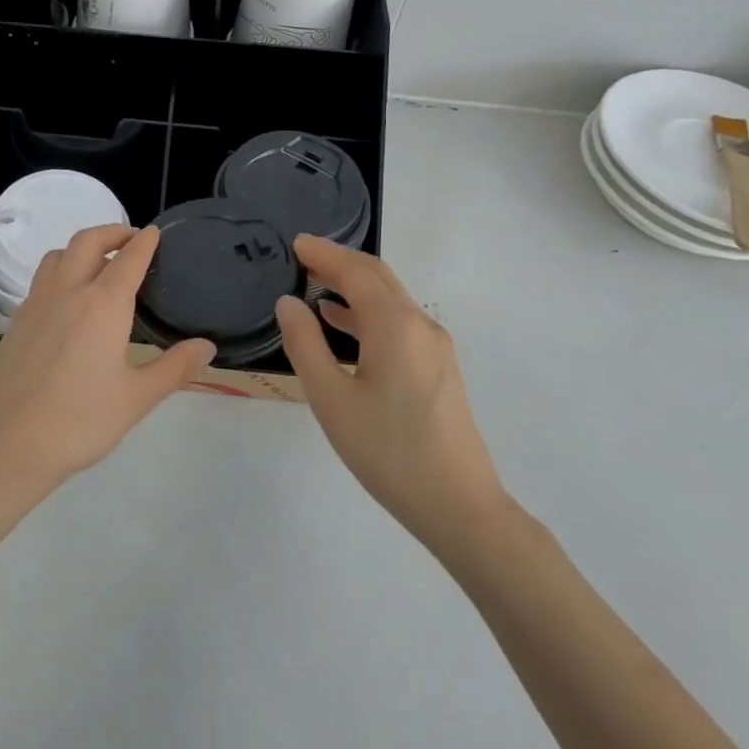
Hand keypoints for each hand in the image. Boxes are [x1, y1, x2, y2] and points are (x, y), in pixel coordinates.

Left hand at [0, 225, 214, 500]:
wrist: (6, 445)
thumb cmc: (79, 421)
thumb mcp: (137, 398)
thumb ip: (175, 368)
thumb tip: (207, 346)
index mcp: (103, 304)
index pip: (129, 258)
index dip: (145, 242)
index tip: (155, 233)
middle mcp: (67, 292)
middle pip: (87, 242)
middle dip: (112, 232)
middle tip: (131, 239)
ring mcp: (35, 305)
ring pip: (57, 256)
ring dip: (81, 248)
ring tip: (99, 263)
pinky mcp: (15, 323)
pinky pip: (41, 281)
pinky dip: (60, 272)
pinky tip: (68, 302)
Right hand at [275, 235, 506, 543]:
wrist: (459, 505)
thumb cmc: (388, 452)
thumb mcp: (332, 400)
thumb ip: (305, 345)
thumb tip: (289, 303)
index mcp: (395, 326)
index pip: (357, 272)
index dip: (325, 254)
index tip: (295, 243)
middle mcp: (420, 325)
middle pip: (378, 278)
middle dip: (340, 262)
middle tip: (302, 257)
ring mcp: (435, 347)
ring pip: (390, 300)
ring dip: (354, 286)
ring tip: (314, 285)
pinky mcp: (438, 368)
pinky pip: (399, 323)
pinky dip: (367, 312)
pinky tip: (343, 324)